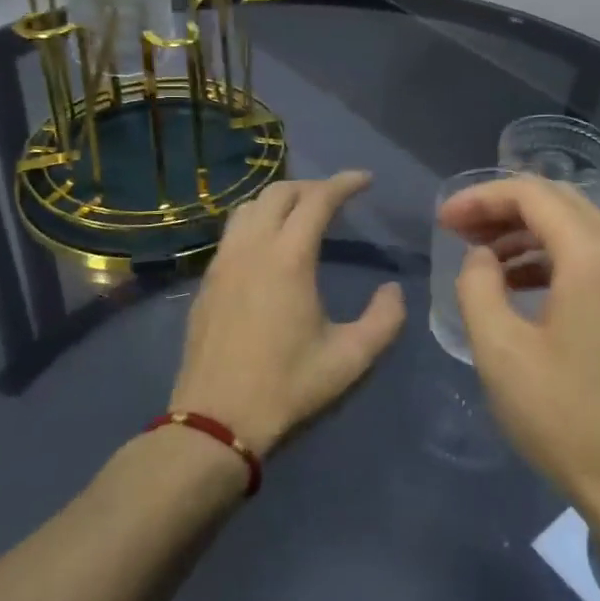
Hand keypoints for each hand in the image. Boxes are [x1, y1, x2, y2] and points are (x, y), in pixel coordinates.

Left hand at [170, 171, 405, 457]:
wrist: (215, 421)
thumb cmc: (287, 387)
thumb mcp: (350, 359)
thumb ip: (384, 320)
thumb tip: (393, 290)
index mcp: (288, 258)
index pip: (318, 199)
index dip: (344, 183)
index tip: (365, 180)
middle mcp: (252, 247)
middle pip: (280, 192)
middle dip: (312, 186)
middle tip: (337, 198)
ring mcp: (223, 262)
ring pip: (250, 207)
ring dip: (280, 200)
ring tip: (302, 214)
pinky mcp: (207, 280)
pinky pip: (233, 231)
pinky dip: (257, 221)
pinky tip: (269, 247)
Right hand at [438, 176, 599, 512]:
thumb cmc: (567, 418)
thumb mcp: (501, 351)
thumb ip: (478, 287)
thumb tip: (481, 258)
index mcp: (593, 255)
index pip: (531, 194)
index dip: (480, 198)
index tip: (443, 220)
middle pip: (558, 201)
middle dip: (503, 208)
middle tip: (459, 231)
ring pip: (578, 227)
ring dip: (527, 232)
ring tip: (483, 257)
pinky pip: (596, 256)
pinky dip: (554, 256)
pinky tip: (522, 284)